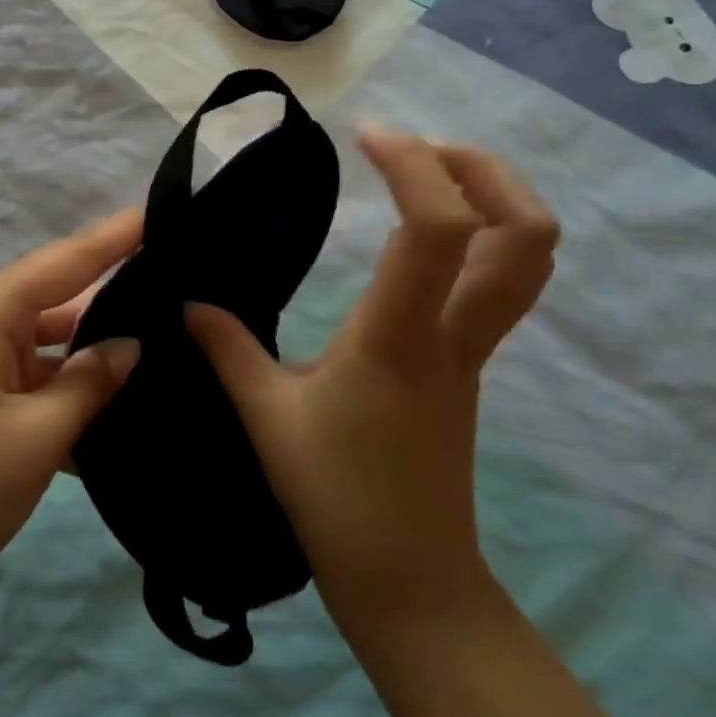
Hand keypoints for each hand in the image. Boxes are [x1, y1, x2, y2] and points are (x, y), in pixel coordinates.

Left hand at [0, 209, 142, 642]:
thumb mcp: (35, 438)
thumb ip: (89, 383)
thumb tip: (129, 345)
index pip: (66, 259)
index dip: (115, 235)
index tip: (161, 209)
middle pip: (58, 299)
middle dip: (113, 292)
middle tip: (178, 282)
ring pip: (49, 346)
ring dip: (94, 354)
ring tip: (165, 343)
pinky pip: (32, 384)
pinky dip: (68, 394)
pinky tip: (119, 412)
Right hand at [186, 127, 556, 641]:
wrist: (410, 581)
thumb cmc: (335, 497)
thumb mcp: (266, 416)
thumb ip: (226, 348)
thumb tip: (188, 301)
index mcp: (401, 335)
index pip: (438, 227)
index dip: (414, 165)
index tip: (368, 135)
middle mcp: (453, 332)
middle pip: (525, 232)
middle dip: (484, 169)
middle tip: (420, 145)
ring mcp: (473, 349)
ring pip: (528, 258)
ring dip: (494, 197)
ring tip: (430, 174)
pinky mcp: (469, 364)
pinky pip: (499, 282)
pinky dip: (479, 234)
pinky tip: (422, 236)